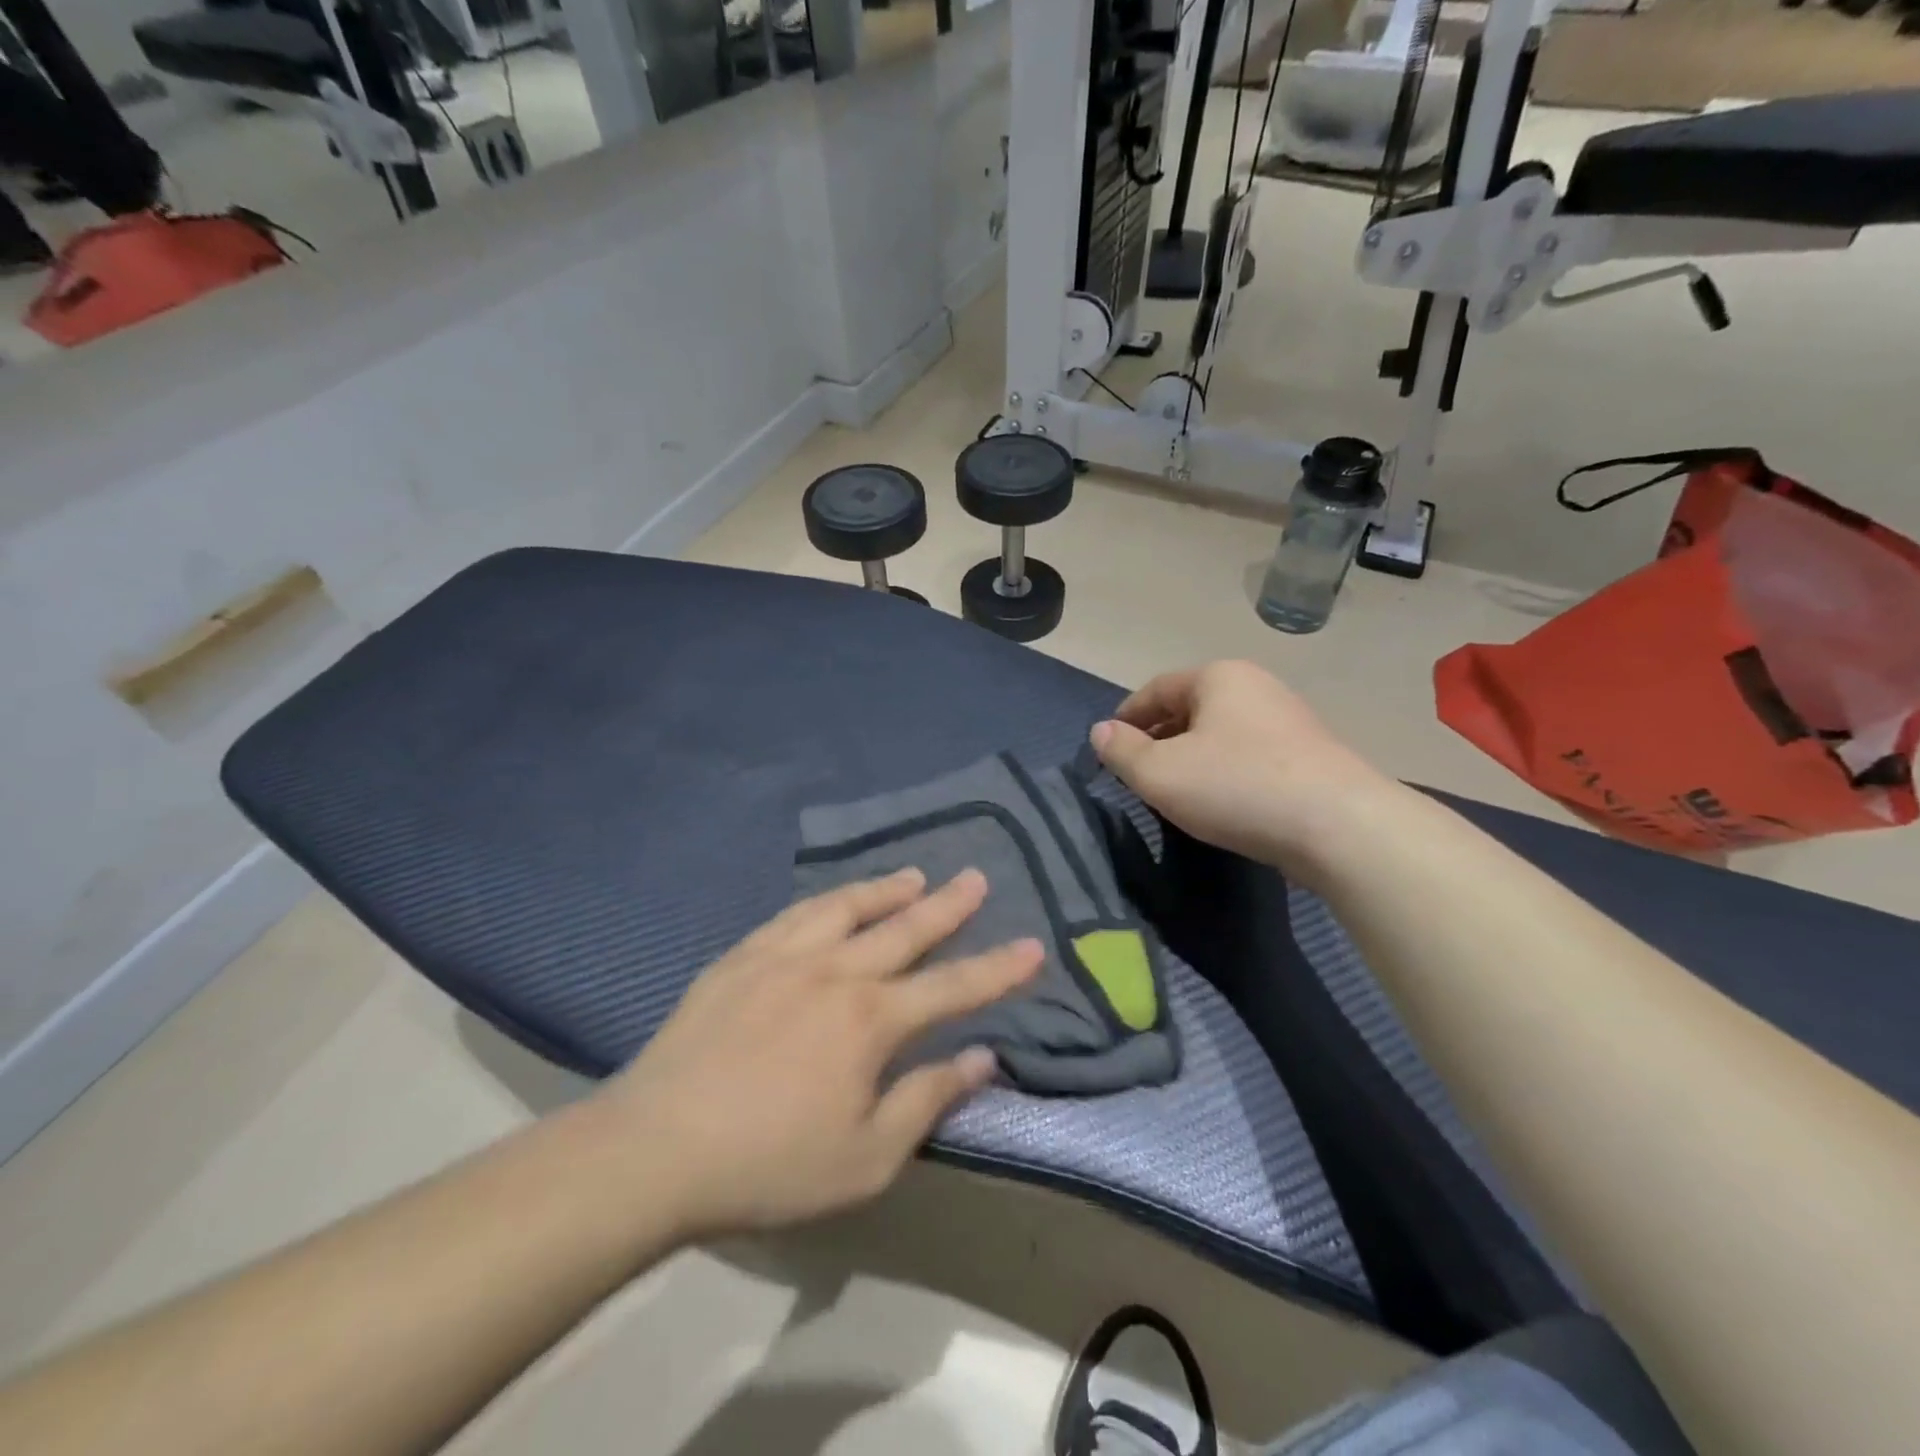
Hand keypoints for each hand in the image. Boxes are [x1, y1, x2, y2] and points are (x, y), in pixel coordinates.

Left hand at [597, 868, 1040, 1238]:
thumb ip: (927, 1099)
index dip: (997, 968)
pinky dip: (828, 900)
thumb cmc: (769, 1164)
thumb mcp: (865, 1158)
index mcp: (871, 1020)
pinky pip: (796, 914)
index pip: (952, 986)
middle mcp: (836, 971)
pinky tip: (834, 899)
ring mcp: (785, 956)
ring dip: (887, 889)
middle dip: (948, 905)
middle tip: (976, 876)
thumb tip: (981, 1057)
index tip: (1032, 945)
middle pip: (905, 929)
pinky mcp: (742, 956)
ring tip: (914, 875)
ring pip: (848, 907)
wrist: (656, 1147)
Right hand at [1089, 660, 1386, 871]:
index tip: (1108, 747)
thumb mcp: (1160, 773)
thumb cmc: (1237, 787)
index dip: (1126, 717)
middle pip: (1190, 708)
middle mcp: (1256, 687)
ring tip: (1175, 791)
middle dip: (1158, 737)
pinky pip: (1250, 755)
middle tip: (1137, 773)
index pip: (1156, 689)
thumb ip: (1122, 751)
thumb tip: (1101, 732)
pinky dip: (1224, 771)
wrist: (1340, 826)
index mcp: (1218, 677)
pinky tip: (1220, 802)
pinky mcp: (1311, 756)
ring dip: (1192, 757)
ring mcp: (1289, 720)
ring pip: (1221, 733)